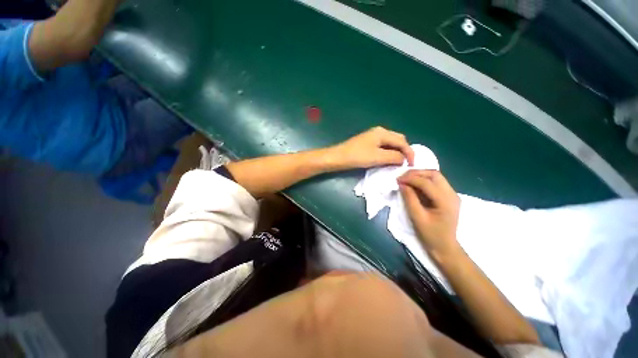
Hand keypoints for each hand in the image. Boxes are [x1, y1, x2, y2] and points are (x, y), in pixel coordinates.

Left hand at [329, 127, 414, 168]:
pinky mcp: (368, 143)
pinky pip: (383, 146)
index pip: (402, 141)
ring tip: (399, 163)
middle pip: (398, 140)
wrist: (338, 157)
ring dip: (396, 152)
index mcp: (382, 133)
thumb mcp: (377, 157)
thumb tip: (404, 159)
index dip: (409, 153)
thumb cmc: (357, 156)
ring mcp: (373, 137)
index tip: (412, 165)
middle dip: (404, 151)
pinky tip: (388, 160)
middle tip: (406, 163)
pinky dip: (388, 153)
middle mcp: (379, 132)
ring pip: (390, 143)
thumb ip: (394, 156)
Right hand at [397, 170, 460, 258]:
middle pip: (434, 174)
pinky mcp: (449, 196)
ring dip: (420, 175)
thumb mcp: (417, 217)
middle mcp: (452, 194)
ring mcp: (452, 194)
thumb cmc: (431, 235)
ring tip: (406, 179)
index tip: (397, 179)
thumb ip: (409, 199)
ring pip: (436, 176)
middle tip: (402, 177)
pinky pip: (436, 182)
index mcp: (446, 201)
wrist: (445, 247)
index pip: (427, 183)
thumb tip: (402, 184)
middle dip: (416, 173)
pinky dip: (424, 180)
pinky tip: (415, 184)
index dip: (411, 179)